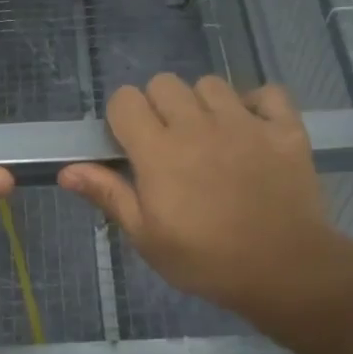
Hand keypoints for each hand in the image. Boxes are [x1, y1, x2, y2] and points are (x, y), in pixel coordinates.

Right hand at [58, 74, 352, 325]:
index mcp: (159, 151)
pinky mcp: (285, 128)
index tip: (130, 147)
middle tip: (168, 145)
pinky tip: (252, 130)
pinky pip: (267, 92)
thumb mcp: (147, 237)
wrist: (284, 270)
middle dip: (158, 107)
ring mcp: (246, 122)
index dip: (122, 118)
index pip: (125, 100)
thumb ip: (109, 195)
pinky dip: (257, 104)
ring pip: (211, 84)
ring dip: (203, 104)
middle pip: (164, 83)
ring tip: (210, 138)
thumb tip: (67, 170)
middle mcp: (199, 125)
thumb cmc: (205, 260)